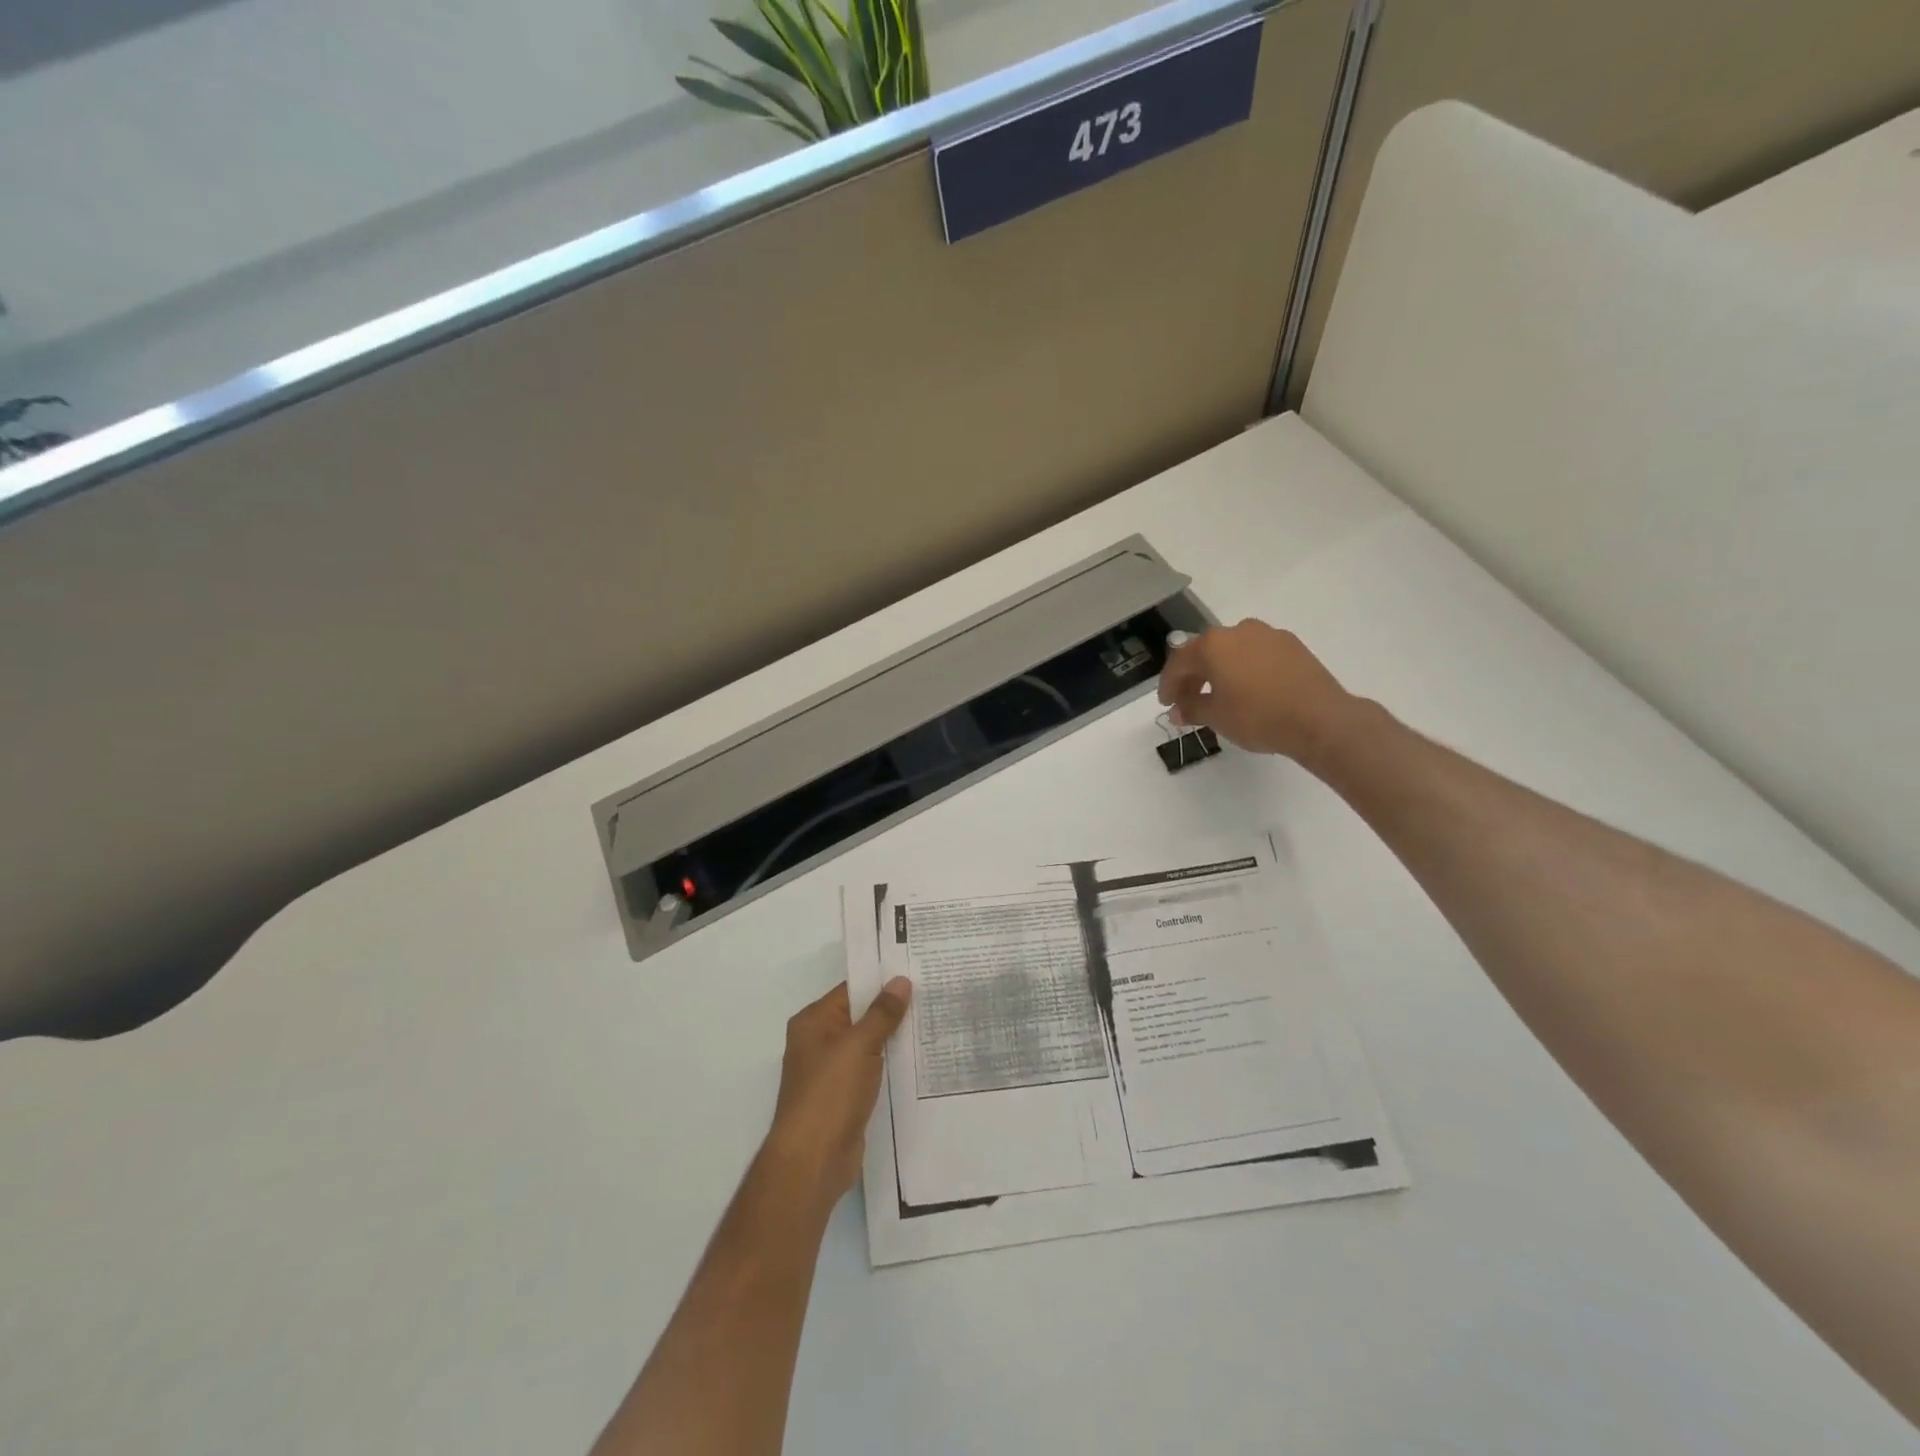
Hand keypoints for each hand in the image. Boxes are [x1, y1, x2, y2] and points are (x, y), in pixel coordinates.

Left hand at [762, 977, 911, 1208]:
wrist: (813, 1161)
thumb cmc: (829, 1094)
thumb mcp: (858, 1046)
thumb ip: (882, 1013)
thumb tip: (900, 980)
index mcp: (813, 1022)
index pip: (851, 990)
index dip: (881, 981)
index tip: (915, 972)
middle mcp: (819, 1041)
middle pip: (860, 1016)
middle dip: (892, 1009)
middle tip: (932, 994)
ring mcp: (831, 1071)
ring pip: (868, 1044)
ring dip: (894, 1037)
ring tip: (932, 1021)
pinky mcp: (844, 1096)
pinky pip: (871, 1069)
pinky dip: (890, 1064)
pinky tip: (919, 1060)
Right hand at [1158, 620, 1351, 763]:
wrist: (1320, 719)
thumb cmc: (1258, 716)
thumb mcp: (1216, 717)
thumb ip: (1192, 709)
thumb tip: (1177, 711)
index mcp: (1213, 645)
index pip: (1179, 662)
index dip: (1169, 685)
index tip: (1167, 704)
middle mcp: (1238, 631)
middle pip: (1205, 652)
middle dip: (1194, 676)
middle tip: (1189, 701)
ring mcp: (1268, 635)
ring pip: (1233, 651)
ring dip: (1221, 671)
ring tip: (1221, 696)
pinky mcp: (1292, 645)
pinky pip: (1257, 654)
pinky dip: (1246, 669)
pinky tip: (1250, 690)